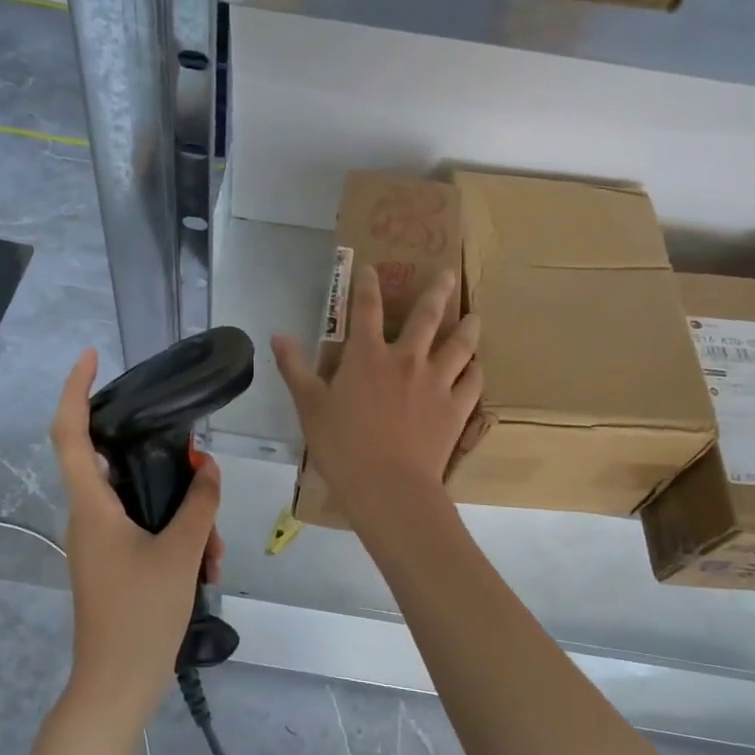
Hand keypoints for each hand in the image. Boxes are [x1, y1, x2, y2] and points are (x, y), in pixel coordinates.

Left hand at [50, 348, 222, 734]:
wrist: (116, 688)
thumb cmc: (140, 616)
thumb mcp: (180, 553)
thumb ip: (197, 503)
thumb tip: (206, 465)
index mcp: (91, 506)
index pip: (69, 433)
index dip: (75, 389)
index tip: (91, 356)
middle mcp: (88, 518)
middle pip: (118, 465)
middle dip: (164, 466)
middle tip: (199, 474)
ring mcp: (99, 543)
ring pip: (141, 503)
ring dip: (181, 515)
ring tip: (212, 549)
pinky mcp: (112, 563)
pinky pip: (144, 531)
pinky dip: (176, 538)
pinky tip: (205, 565)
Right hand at [273, 267, 481, 522]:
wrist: (388, 486)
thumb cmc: (342, 446)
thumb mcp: (309, 406)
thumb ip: (294, 368)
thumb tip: (278, 335)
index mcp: (367, 356)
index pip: (367, 308)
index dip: (367, 284)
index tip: (372, 268)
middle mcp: (407, 359)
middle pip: (427, 316)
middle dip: (437, 292)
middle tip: (449, 275)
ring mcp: (436, 382)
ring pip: (459, 345)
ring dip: (467, 327)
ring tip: (474, 316)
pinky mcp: (456, 408)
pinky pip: (472, 382)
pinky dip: (475, 371)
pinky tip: (476, 367)